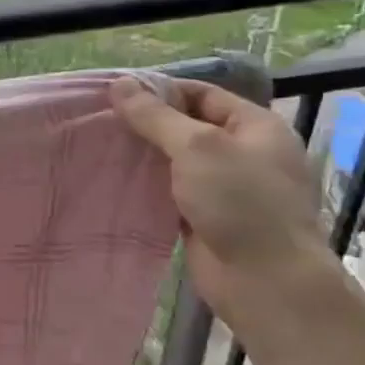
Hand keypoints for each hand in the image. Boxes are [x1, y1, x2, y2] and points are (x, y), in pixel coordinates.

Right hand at [109, 76, 331, 316]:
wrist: (266, 281)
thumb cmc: (240, 203)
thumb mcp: (196, 147)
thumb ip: (155, 116)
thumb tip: (120, 84)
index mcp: (255, 126)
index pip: (202, 94)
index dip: (160, 91)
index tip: (115, 95)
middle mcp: (243, 152)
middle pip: (187, 127)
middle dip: (147, 124)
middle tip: (100, 123)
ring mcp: (226, 188)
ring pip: (176, 162)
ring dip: (143, 157)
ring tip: (99, 149)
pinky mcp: (206, 217)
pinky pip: (171, 192)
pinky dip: (146, 187)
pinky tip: (114, 183)